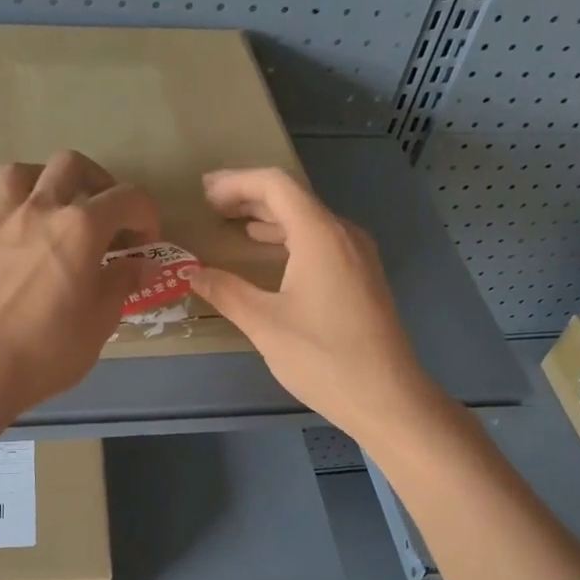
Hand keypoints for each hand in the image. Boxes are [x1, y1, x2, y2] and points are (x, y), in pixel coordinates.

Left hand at [0, 151, 160, 419]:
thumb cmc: (52, 348)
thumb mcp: (102, 320)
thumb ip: (122, 283)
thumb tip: (141, 264)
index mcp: (82, 228)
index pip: (128, 198)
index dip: (146, 215)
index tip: (145, 245)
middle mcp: (40, 212)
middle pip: (69, 165)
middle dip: (94, 178)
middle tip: (102, 210)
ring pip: (14, 174)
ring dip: (34, 178)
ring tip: (44, 200)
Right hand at [187, 167, 439, 440]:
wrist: (387, 397)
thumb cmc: (323, 357)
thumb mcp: (265, 324)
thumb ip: (226, 292)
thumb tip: (191, 273)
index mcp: (320, 235)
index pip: (275, 185)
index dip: (236, 182)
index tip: (204, 193)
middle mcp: (343, 234)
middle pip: (293, 197)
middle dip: (249, 196)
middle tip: (211, 205)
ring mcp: (358, 255)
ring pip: (308, 219)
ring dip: (269, 217)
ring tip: (232, 224)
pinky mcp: (362, 276)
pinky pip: (321, 240)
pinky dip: (288, 237)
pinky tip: (269, 254)